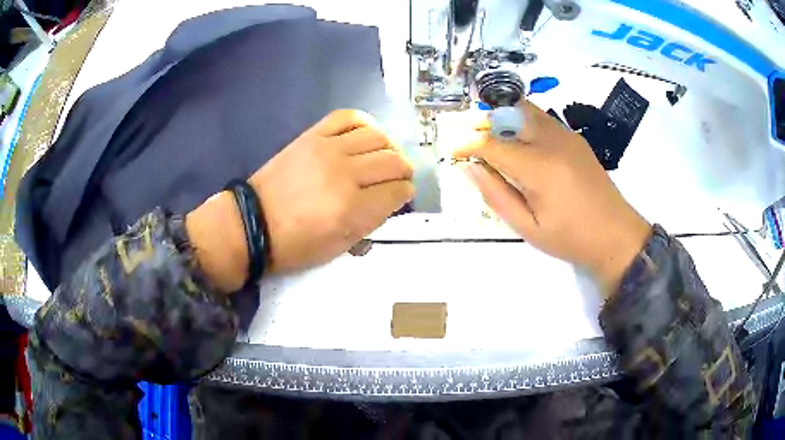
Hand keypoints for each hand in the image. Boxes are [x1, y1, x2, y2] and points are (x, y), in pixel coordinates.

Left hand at [187, 110, 413, 291]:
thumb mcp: (338, 248)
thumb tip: (388, 200)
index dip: (405, 194)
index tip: (402, 196)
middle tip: (398, 178)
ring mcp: (328, 150)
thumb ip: (369, 223)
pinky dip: (364, 123)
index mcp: (352, 210)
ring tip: (384, 156)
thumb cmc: (294, 245)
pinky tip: (367, 134)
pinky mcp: (312, 136)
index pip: (397, 191)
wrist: (253, 223)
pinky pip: (347, 117)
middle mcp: (345, 175)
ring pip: (377, 136)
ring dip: (389, 147)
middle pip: (393, 162)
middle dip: (404, 171)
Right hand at [454, 101, 651, 294]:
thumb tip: (470, 168)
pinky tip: (523, 147)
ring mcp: (567, 136)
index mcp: (539, 168)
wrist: (616, 235)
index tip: (455, 153)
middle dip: (485, 124)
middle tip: (475, 144)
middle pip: (509, 114)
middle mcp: (552, 141)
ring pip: (527, 110)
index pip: (492, 144)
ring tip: (496, 142)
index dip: (468, 146)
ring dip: (505, 120)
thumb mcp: (527, 227)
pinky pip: (542, 119)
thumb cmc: (571, 238)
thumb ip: (496, 195)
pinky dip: (524, 124)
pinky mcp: (576, 138)